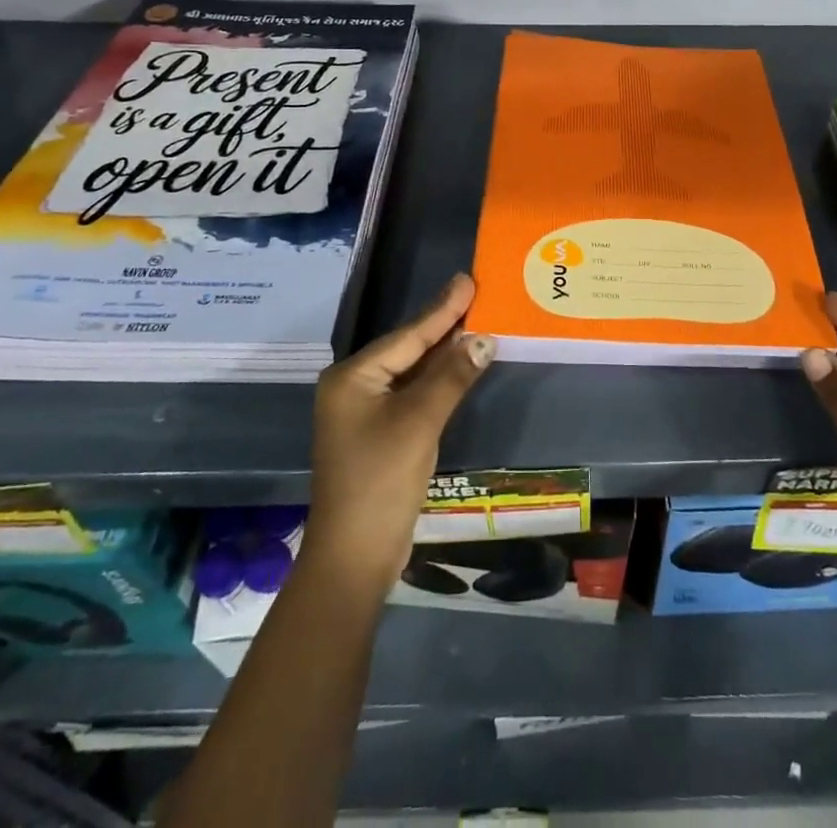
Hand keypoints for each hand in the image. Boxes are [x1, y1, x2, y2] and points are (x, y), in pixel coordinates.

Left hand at [303, 273, 494, 597]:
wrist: (354, 557)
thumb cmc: (381, 480)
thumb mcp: (420, 422)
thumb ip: (452, 375)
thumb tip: (484, 337)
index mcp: (352, 377)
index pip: (408, 335)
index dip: (442, 308)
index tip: (467, 279)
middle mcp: (354, 387)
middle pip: (407, 348)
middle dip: (443, 324)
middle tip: (474, 292)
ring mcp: (364, 411)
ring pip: (411, 370)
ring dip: (443, 350)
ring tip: (473, 318)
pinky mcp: (378, 432)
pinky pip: (412, 392)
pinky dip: (437, 378)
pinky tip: (459, 364)